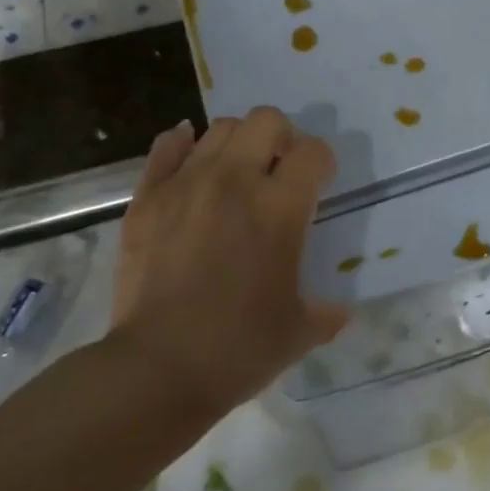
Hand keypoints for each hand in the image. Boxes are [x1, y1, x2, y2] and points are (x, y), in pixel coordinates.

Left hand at [110, 108, 346, 414]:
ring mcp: (186, 185)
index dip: (321, 163)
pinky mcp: (147, 199)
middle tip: (277, 171)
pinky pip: (166, 149)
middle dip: (281, 138)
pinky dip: (181, 144)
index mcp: (280, 207)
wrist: (158, 370)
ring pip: (219, 128)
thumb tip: (342, 310)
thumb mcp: (299, 331)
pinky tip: (190, 157)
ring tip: (236, 173)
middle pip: (266, 120)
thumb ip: (327, 312)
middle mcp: (235, 181)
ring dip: (237, 142)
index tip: (318, 184)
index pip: (313, 151)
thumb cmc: (239, 349)